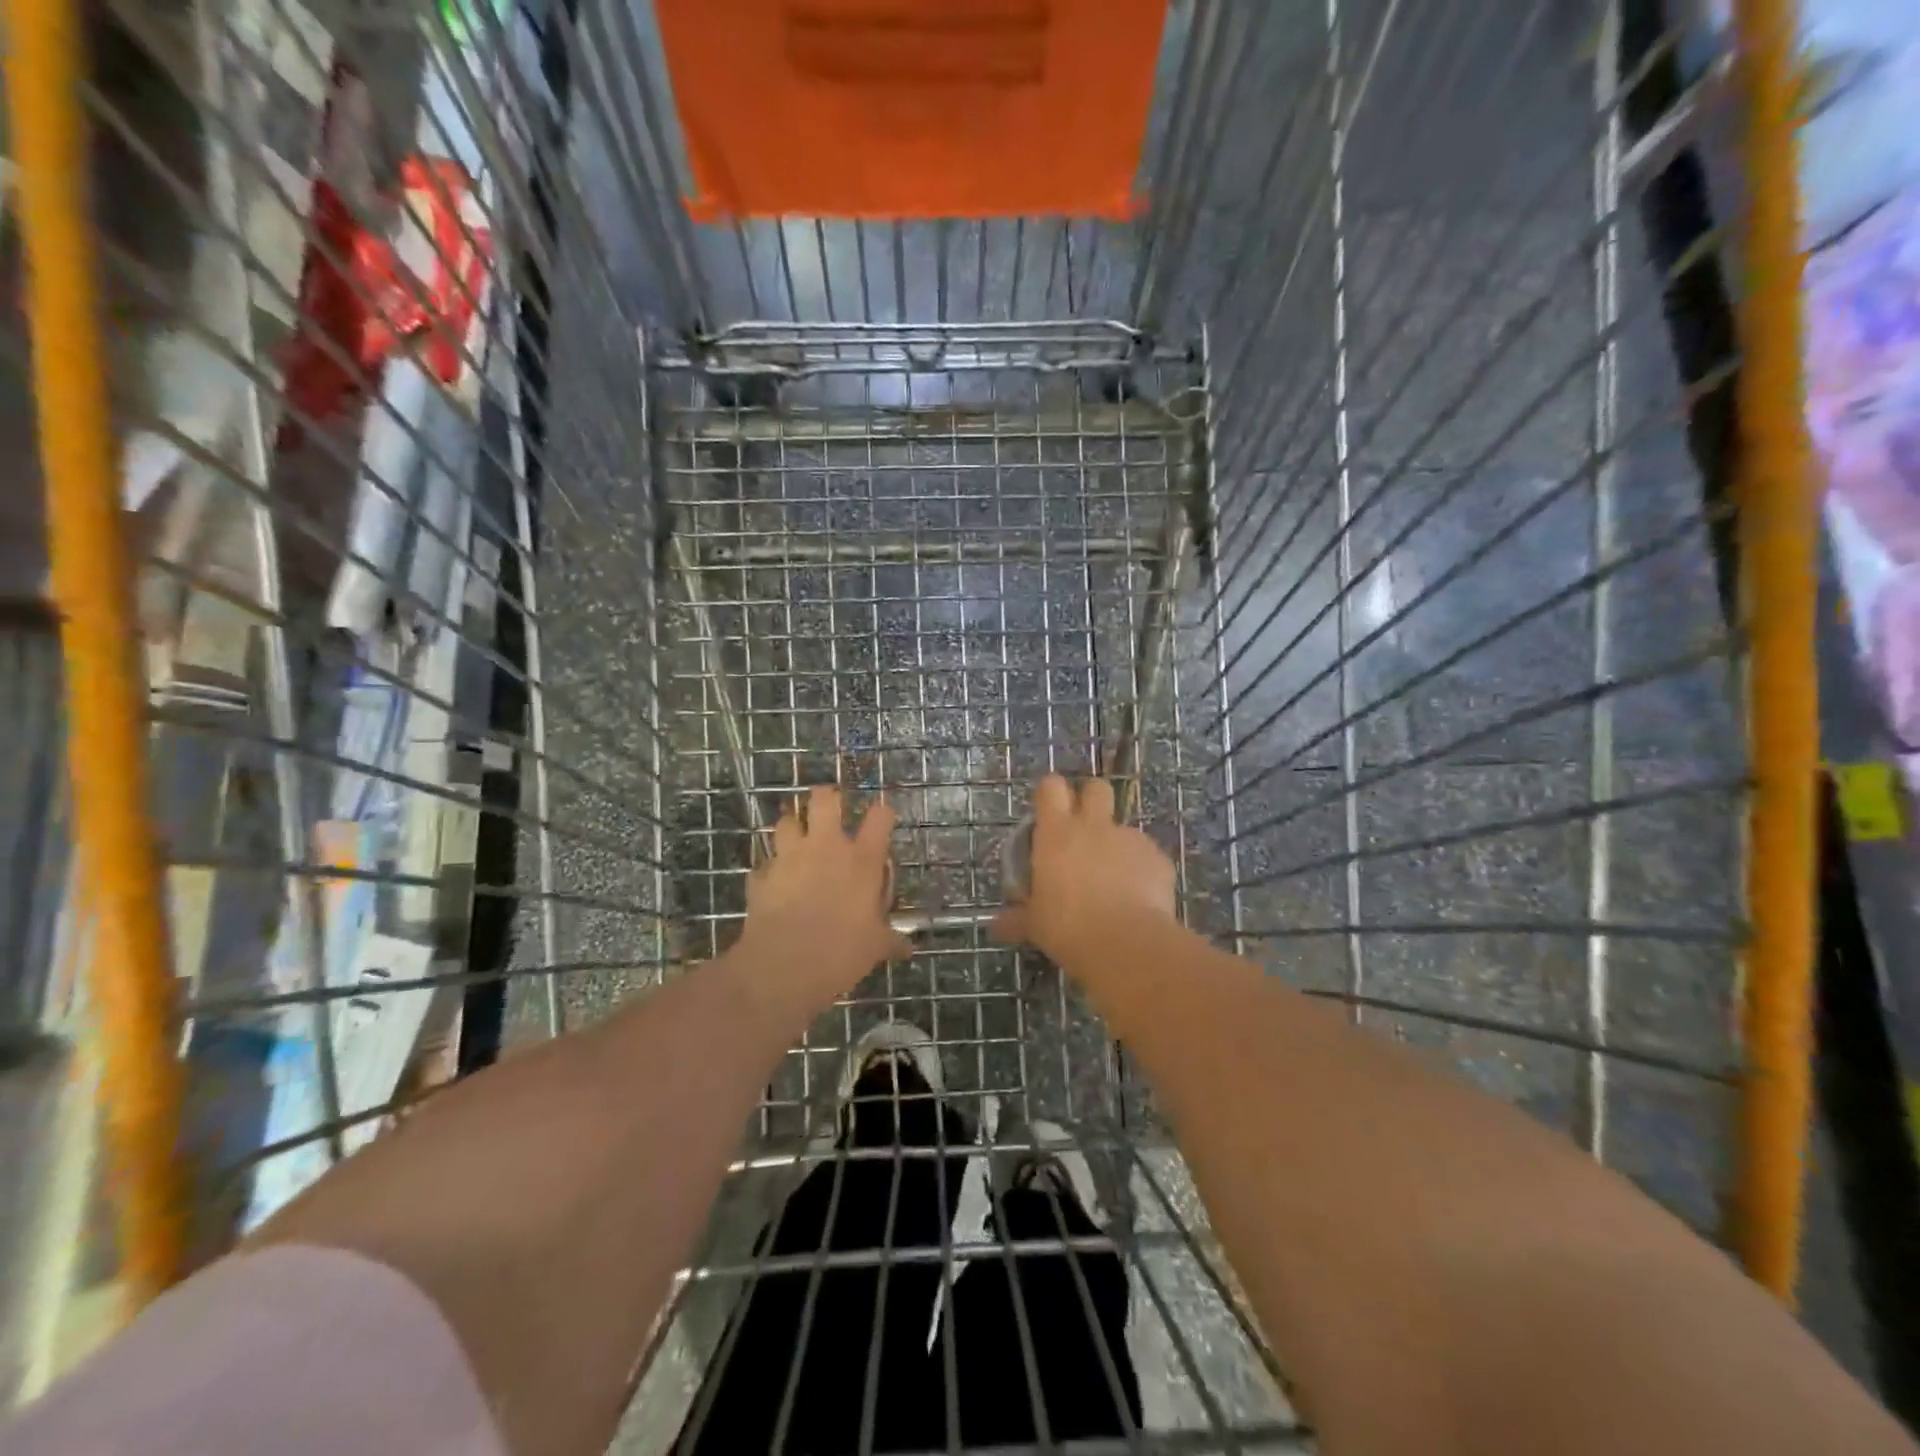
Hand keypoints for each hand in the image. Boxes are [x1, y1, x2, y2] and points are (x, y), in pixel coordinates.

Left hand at [734, 786, 911, 1009]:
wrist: (784, 967)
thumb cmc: (842, 951)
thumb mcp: (875, 947)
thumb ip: (891, 940)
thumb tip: (907, 948)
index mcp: (861, 860)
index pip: (880, 817)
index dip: (883, 812)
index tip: (883, 817)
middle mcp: (825, 848)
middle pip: (823, 799)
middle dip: (826, 797)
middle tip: (830, 808)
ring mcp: (789, 858)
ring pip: (786, 822)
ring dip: (792, 828)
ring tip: (797, 842)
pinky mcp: (762, 876)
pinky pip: (765, 864)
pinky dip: (770, 870)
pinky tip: (775, 884)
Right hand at [992, 775, 1176, 963]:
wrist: (1127, 945)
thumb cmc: (1068, 927)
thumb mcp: (1035, 925)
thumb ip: (1017, 919)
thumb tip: (996, 926)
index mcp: (1057, 832)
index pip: (1051, 787)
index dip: (1050, 793)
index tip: (1047, 810)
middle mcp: (1094, 826)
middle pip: (1096, 788)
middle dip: (1091, 800)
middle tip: (1084, 829)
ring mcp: (1130, 839)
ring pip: (1123, 828)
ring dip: (1116, 845)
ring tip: (1113, 881)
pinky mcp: (1159, 859)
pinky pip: (1146, 856)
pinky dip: (1140, 871)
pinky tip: (1137, 899)